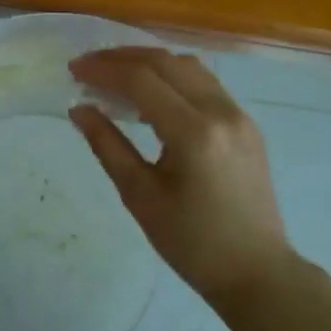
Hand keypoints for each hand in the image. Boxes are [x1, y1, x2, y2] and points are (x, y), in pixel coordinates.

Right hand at [69, 47, 296, 315]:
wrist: (257, 272)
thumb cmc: (192, 243)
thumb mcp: (140, 197)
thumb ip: (108, 146)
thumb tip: (79, 109)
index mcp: (194, 132)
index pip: (142, 80)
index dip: (103, 70)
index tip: (73, 71)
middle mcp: (220, 111)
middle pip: (165, 62)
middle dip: (122, 58)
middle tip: (88, 67)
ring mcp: (239, 114)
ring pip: (188, 66)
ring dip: (149, 62)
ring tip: (115, 76)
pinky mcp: (246, 123)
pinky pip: (205, 83)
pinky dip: (173, 77)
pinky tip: (151, 95)